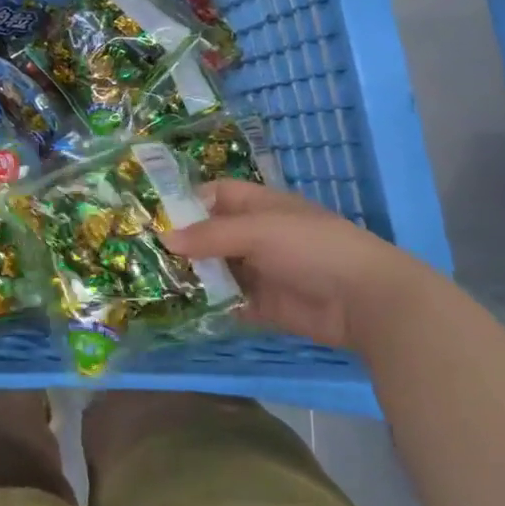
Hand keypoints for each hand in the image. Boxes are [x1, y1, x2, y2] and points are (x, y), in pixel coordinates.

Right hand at [162, 180, 434, 350]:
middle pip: (212, 235)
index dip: (186, 201)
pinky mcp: (265, 306)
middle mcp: (258, 236)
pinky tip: (179, 310)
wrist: (365, 300)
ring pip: (218, 271)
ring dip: (192, 276)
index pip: (217, 195)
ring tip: (150, 283)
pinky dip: (209, 306)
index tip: (150, 215)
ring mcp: (262, 272)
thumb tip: (164, 238)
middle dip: (181, 243)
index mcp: (260, 206)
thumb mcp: (259, 231)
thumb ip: (211, 236)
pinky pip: (230, 303)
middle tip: (139, 254)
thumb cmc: (312, 248)